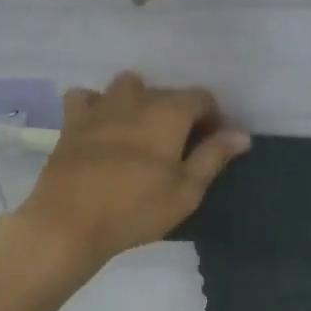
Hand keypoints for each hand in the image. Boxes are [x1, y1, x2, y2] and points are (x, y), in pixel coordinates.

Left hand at [14, 72, 250, 274]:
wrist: (69, 223)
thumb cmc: (136, 209)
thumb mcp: (186, 191)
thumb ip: (213, 157)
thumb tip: (241, 135)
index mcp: (168, 113)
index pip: (201, 98)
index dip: (213, 117)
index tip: (214, 144)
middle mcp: (135, 99)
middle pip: (166, 92)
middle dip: (180, 112)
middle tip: (183, 147)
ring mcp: (100, 107)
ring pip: (127, 86)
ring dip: (141, 101)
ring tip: (144, 132)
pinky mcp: (72, 122)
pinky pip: (87, 97)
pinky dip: (98, 105)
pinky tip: (102, 126)